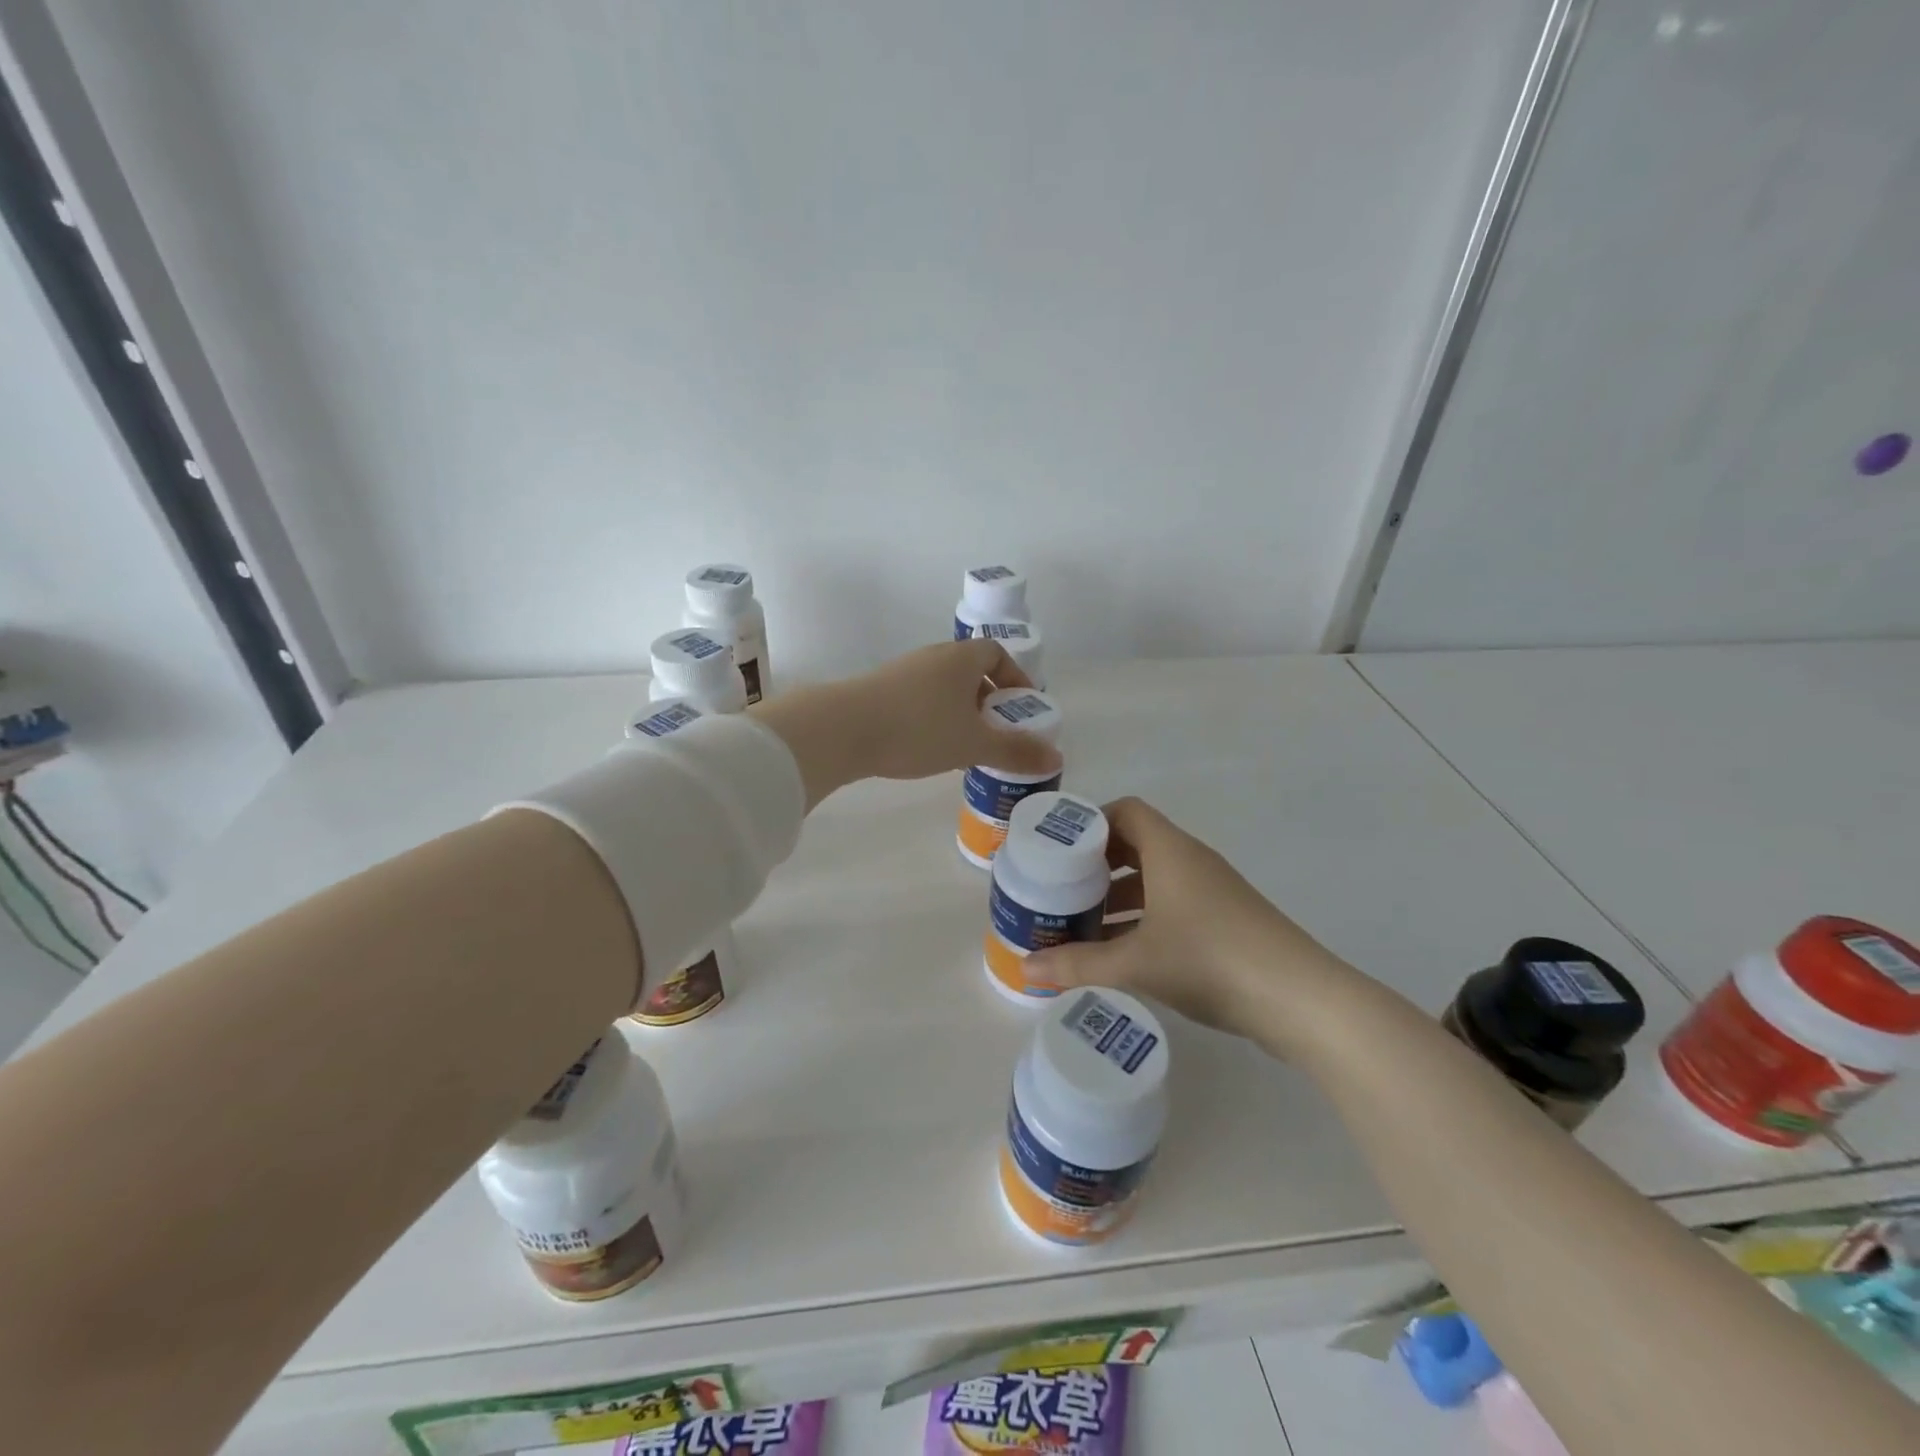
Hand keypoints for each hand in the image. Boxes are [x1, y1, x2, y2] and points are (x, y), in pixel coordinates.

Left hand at [752, 640, 1062, 807]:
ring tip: (965, 744)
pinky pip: (919, 698)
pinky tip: (928, 748)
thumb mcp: (973, 744)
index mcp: (960, 658)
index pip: (996, 653)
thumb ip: (1015, 751)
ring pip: (943, 686)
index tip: (1022, 707)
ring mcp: (902, 671)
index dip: (1014, 677)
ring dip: (960, 710)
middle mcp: (932, 657)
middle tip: (996, 730)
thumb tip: (1057, 758)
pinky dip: (933, 717)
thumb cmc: (919, 729)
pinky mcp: (879, 690)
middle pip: (970, 670)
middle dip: (988, 699)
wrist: (842, 729)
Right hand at [1027, 797, 1345, 1049]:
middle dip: (1097, 865)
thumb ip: (1078, 963)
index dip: (1091, 823)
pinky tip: (1125, 952)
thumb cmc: (1210, 959)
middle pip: (1136, 844)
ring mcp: (1213, 890)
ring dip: (1119, 895)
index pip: (1125, 810)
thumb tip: (1025, 967)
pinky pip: (1173, 903)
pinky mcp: (1226, 920)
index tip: (1059, 851)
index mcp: (1170, 850)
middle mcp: (1191, 860)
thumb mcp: (1136, 963)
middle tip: (1062, 890)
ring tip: (1084, 925)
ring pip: (1155, 878)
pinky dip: (1145, 917)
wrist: (1300, 999)